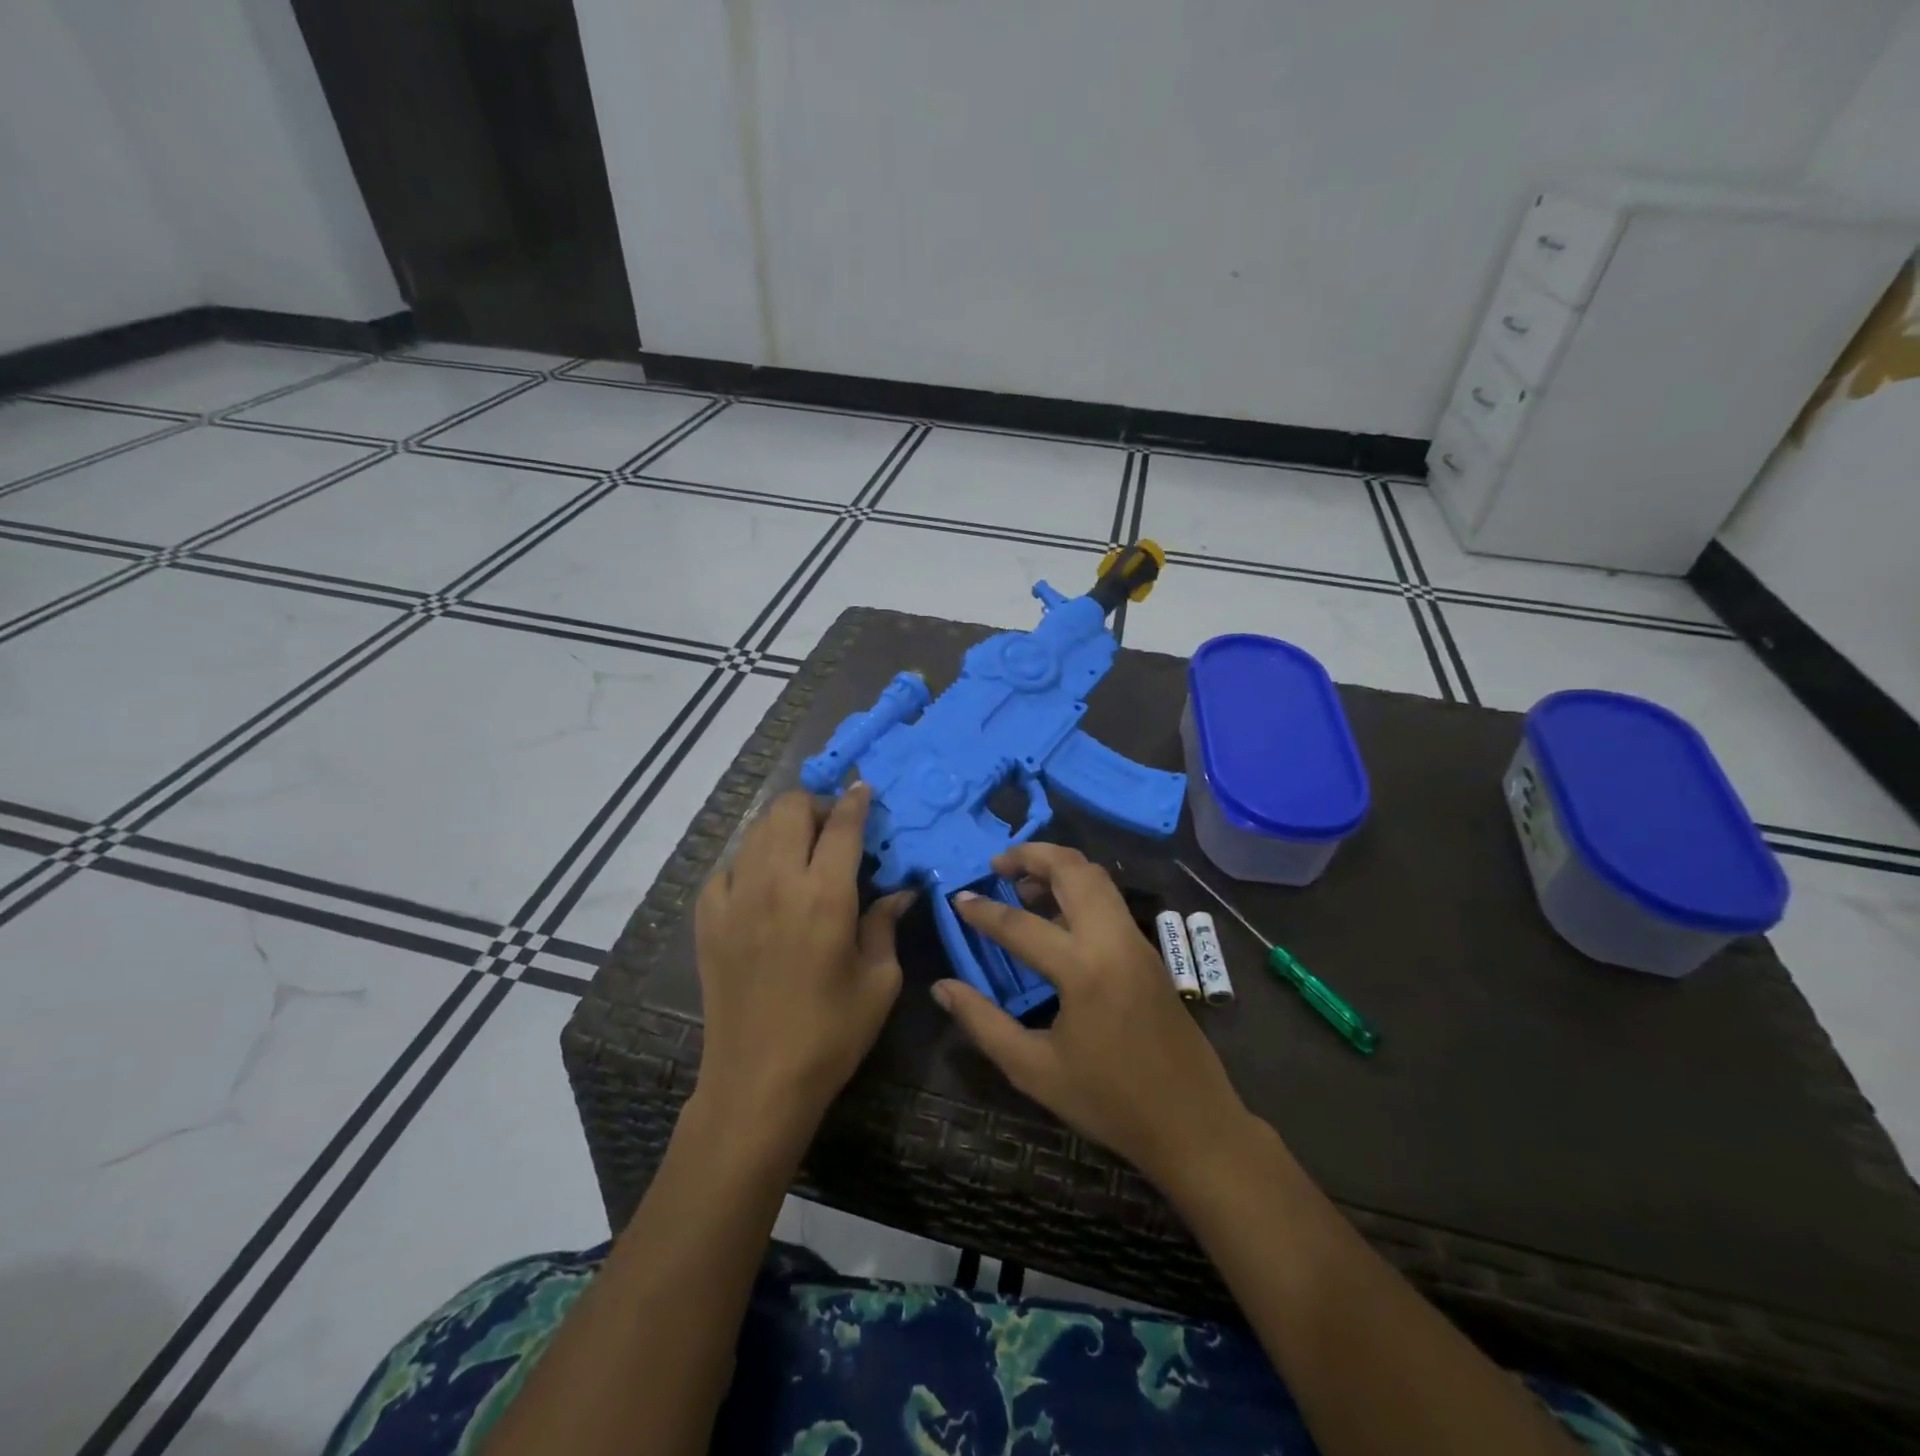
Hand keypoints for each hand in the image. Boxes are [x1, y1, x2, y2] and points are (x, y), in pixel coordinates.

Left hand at [694, 785, 912, 1127]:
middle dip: (814, 804)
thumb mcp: (879, 981)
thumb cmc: (831, 1033)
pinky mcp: (708, 919)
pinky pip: (728, 867)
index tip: (862, 789)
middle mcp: (776, 883)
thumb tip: (900, 892)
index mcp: (825, 895)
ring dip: (782, 827)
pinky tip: (763, 882)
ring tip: (800, 848)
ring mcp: (735, 898)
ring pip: (756, 831)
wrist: (758, 1081)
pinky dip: (750, 861)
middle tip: (833, 825)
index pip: (841, 825)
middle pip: (788, 810)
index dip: (854, 800)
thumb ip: (886, 925)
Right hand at [932, 844, 1248, 1185]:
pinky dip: (1078, 888)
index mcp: (1084, 969)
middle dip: (1032, 855)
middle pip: (1073, 869)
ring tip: (1022, 883)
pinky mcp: (1148, 951)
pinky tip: (1055, 916)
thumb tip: (942, 987)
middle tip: (997, 864)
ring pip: (1097, 877)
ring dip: (1058, 867)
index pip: (1021, 924)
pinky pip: (1109, 900)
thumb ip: (983, 1023)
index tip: (957, 898)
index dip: (983, 911)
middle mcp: (1113, 940)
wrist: (1192, 1123)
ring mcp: (1136, 941)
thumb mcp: (1034, 1070)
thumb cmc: (1109, 1101)